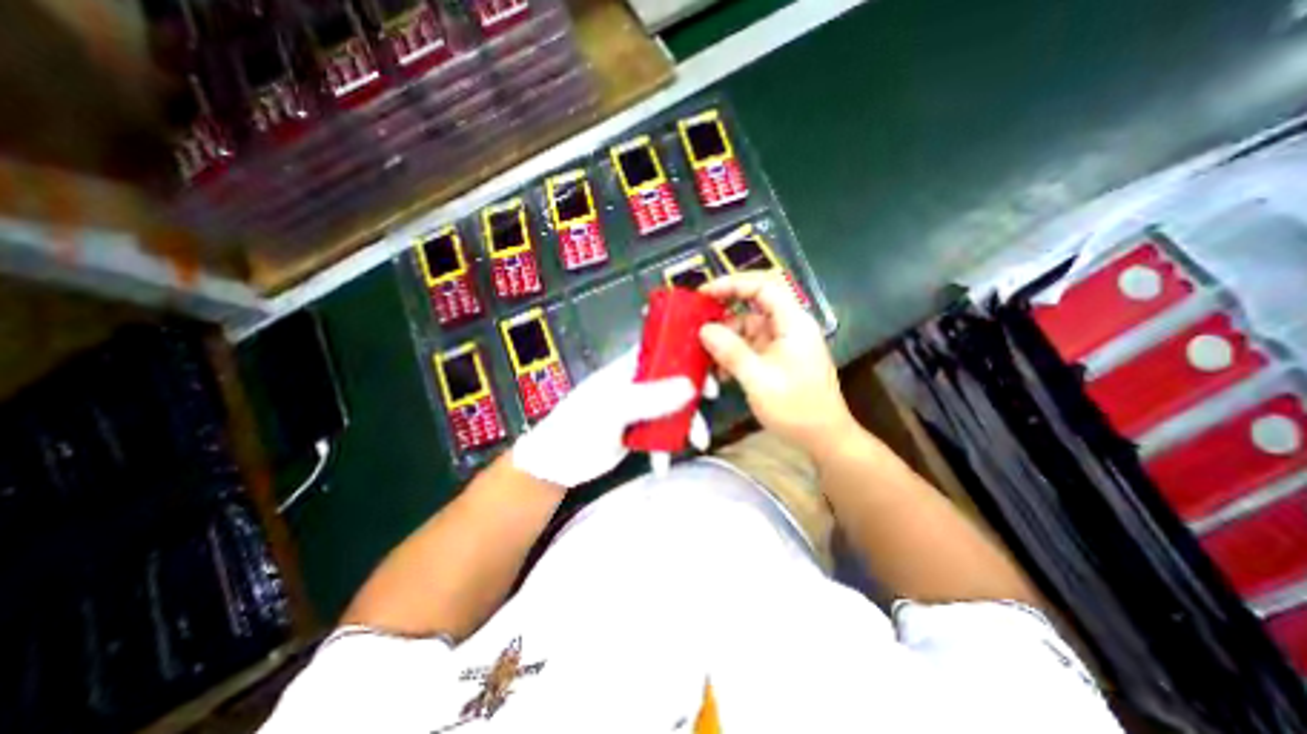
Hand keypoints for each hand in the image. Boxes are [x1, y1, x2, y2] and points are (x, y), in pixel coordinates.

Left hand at [510, 346, 704, 488]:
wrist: (555, 464)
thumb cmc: (578, 426)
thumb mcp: (612, 409)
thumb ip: (650, 398)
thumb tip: (691, 386)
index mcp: (628, 368)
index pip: (661, 348)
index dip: (685, 348)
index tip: (707, 359)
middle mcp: (636, 383)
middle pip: (673, 377)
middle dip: (693, 388)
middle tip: (713, 398)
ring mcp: (638, 408)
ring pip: (671, 407)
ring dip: (686, 423)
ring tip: (698, 442)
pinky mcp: (637, 431)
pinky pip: (660, 433)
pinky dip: (666, 447)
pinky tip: (663, 465)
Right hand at [701, 272, 854, 457]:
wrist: (823, 438)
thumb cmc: (796, 408)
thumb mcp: (759, 380)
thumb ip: (731, 352)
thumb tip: (704, 329)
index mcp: (792, 323)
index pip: (763, 287)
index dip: (732, 284)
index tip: (704, 294)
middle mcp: (788, 327)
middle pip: (753, 306)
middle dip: (724, 313)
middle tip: (697, 322)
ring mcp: (782, 343)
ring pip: (748, 328)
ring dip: (725, 339)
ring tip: (704, 355)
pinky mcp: (776, 359)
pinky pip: (750, 347)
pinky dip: (733, 355)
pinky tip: (719, 372)